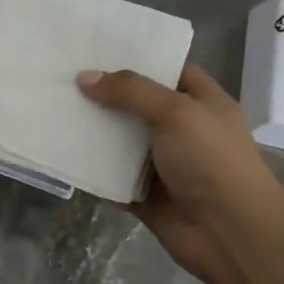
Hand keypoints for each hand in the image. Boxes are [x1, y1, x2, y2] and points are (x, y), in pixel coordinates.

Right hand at [76, 62, 283, 283]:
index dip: (137, 57)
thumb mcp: (176, 112)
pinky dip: (90, 168)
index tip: (96, 47)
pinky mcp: (143, 194)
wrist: (230, 236)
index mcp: (201, 102)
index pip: (168, 69)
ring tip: (52, 106)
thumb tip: (84, 78)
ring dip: (93, 130)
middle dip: (104, 92)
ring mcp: (162, 163)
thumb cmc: (213, 161)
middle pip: (137, 104)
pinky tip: (60, 150)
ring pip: (120, 140)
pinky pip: (111, 176)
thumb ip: (130, 91)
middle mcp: (182, 129)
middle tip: (63, 73)